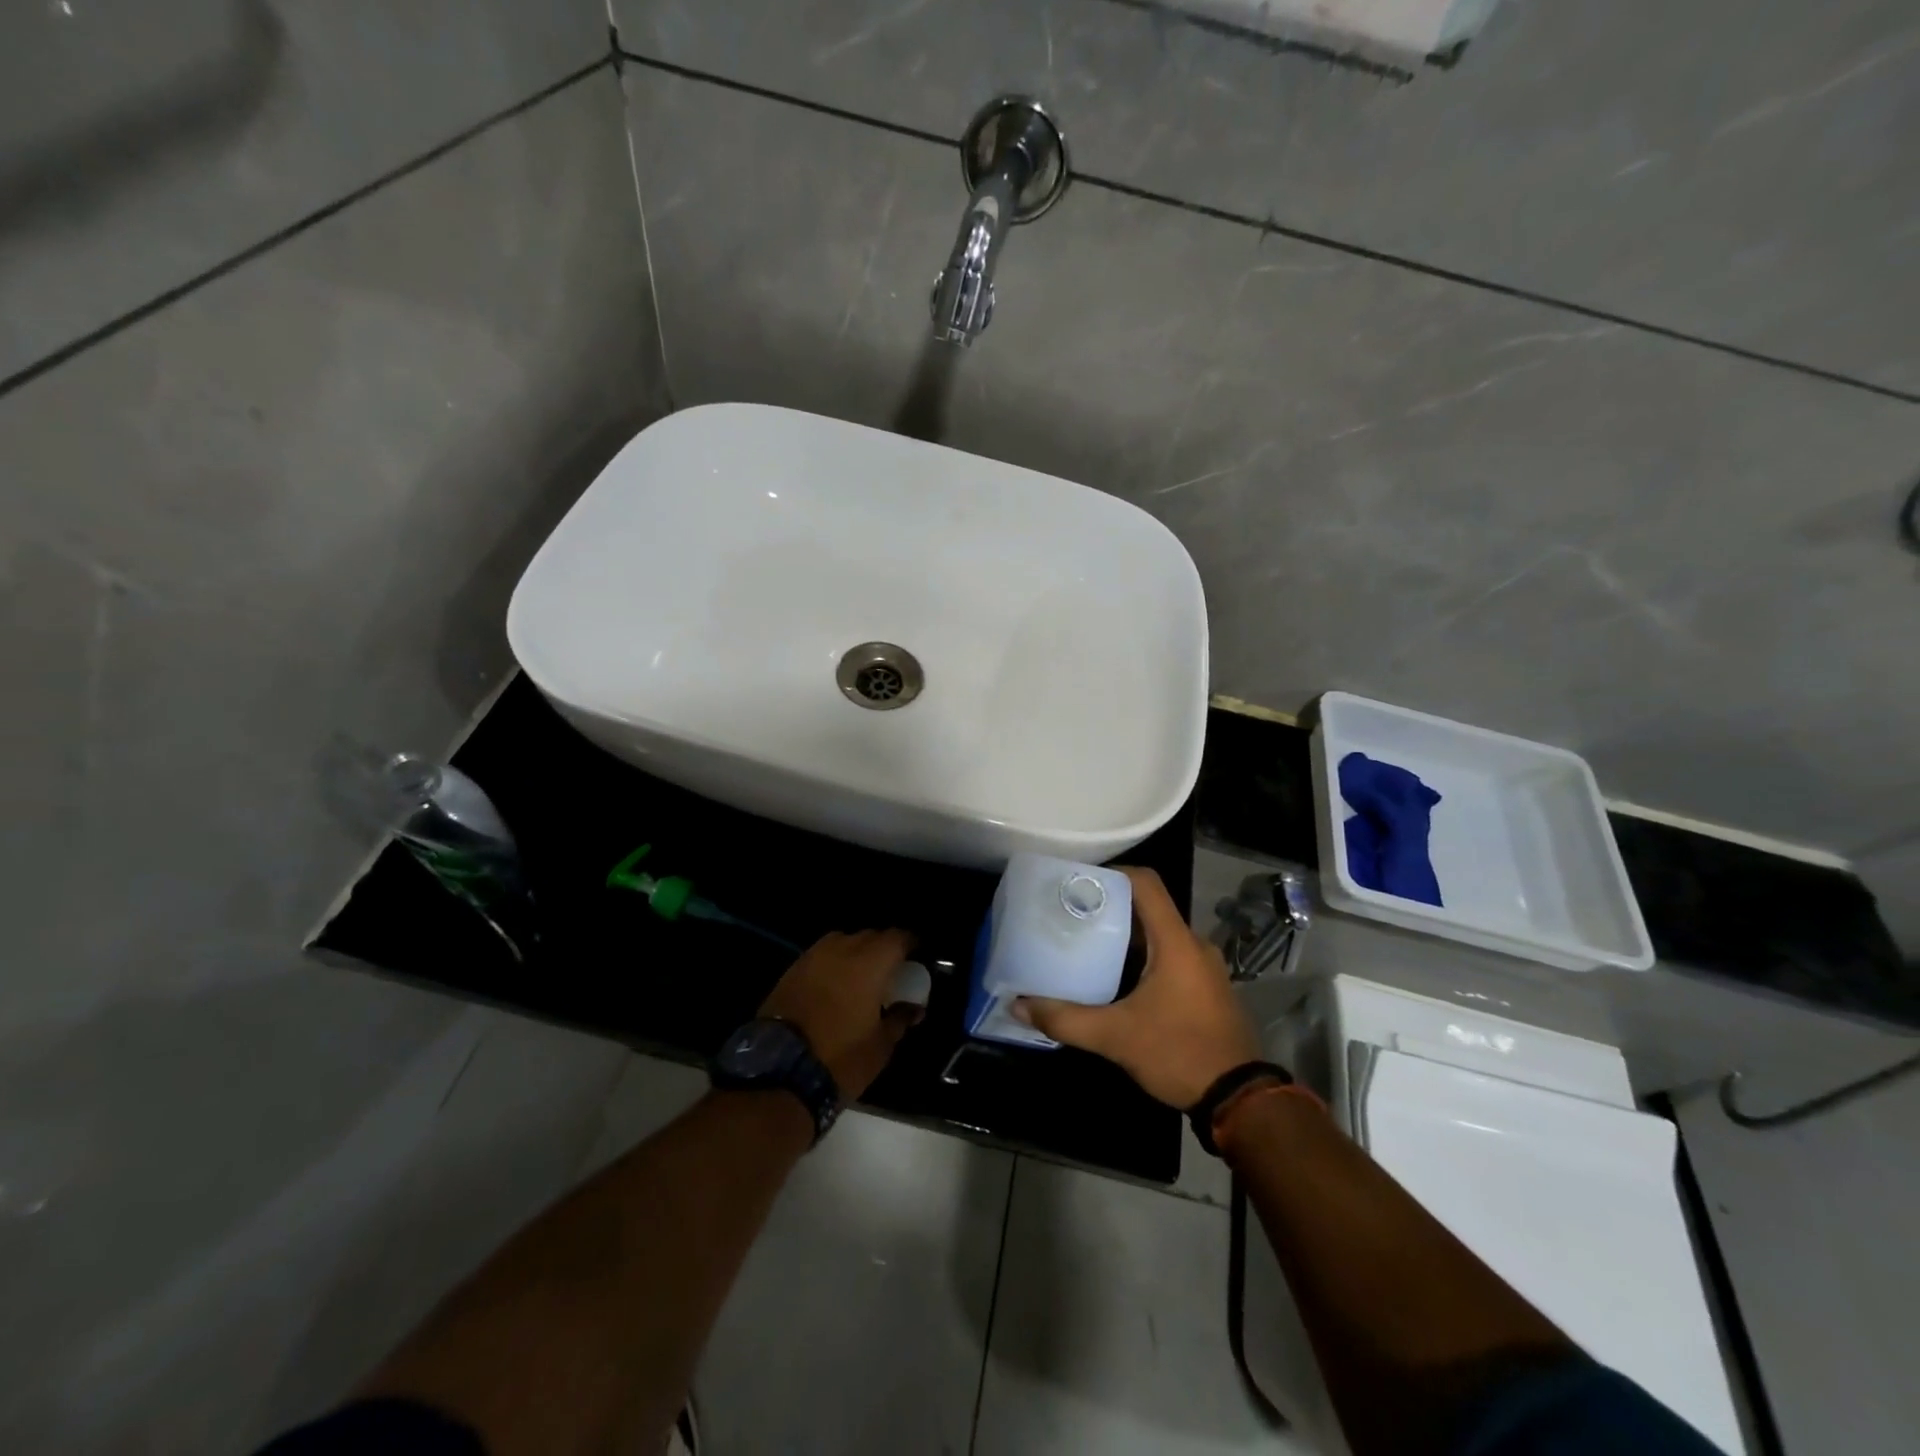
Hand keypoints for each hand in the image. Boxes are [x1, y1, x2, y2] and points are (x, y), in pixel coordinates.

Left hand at [760, 930, 922, 1099]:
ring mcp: (813, 956)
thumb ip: (900, 1018)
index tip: (917, 958)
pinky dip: (833, 964)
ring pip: (843, 942)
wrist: (778, 1071)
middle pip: (870, 936)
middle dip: (883, 949)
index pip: (898, 937)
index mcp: (870, 962)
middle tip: (891, 972)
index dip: (910, 945)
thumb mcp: (880, 1045)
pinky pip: (821, 956)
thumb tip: (913, 1007)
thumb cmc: (840, 1057)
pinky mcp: (792, 969)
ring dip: (856, 954)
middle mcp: (842, 948)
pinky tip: (834, 986)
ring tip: (861, 978)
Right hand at [1015, 867, 1260, 1109]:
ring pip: (1159, 935)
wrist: (1239, 1100)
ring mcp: (1204, 967)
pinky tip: (1116, 979)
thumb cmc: (1178, 1053)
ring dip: (1125, 936)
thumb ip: (1065, 1019)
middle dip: (1109, 907)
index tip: (1078, 882)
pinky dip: (1142, 957)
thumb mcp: (1115, 1037)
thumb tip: (1018, 1006)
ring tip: (1086, 944)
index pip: (1146, 883)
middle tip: (1071, 915)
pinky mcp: (1206, 988)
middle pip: (1148, 908)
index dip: (1112, 873)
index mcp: (1176, 941)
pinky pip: (1170, 956)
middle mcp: (1193, 945)